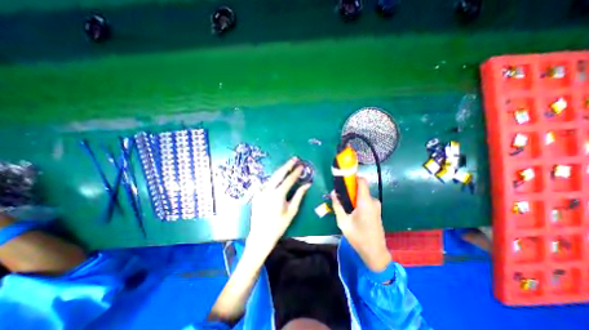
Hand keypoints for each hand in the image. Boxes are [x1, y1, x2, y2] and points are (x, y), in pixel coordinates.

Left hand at [247, 159, 311, 255]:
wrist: (261, 235)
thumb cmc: (279, 225)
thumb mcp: (292, 211)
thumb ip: (299, 196)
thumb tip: (307, 184)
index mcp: (278, 195)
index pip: (289, 179)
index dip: (296, 172)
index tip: (301, 166)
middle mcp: (268, 190)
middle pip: (278, 174)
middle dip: (287, 165)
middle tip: (294, 159)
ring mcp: (260, 192)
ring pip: (271, 177)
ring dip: (280, 171)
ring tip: (287, 166)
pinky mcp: (256, 195)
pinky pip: (264, 183)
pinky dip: (271, 180)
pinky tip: (275, 178)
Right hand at [331, 176, 389, 271]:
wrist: (375, 252)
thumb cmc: (358, 237)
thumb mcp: (343, 222)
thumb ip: (337, 205)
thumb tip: (333, 192)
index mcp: (366, 202)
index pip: (362, 181)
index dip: (353, 177)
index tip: (343, 180)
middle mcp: (373, 201)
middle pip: (360, 188)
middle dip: (349, 190)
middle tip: (339, 197)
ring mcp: (376, 206)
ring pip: (362, 195)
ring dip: (353, 198)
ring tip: (344, 207)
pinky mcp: (376, 211)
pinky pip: (365, 201)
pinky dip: (357, 202)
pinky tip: (352, 212)